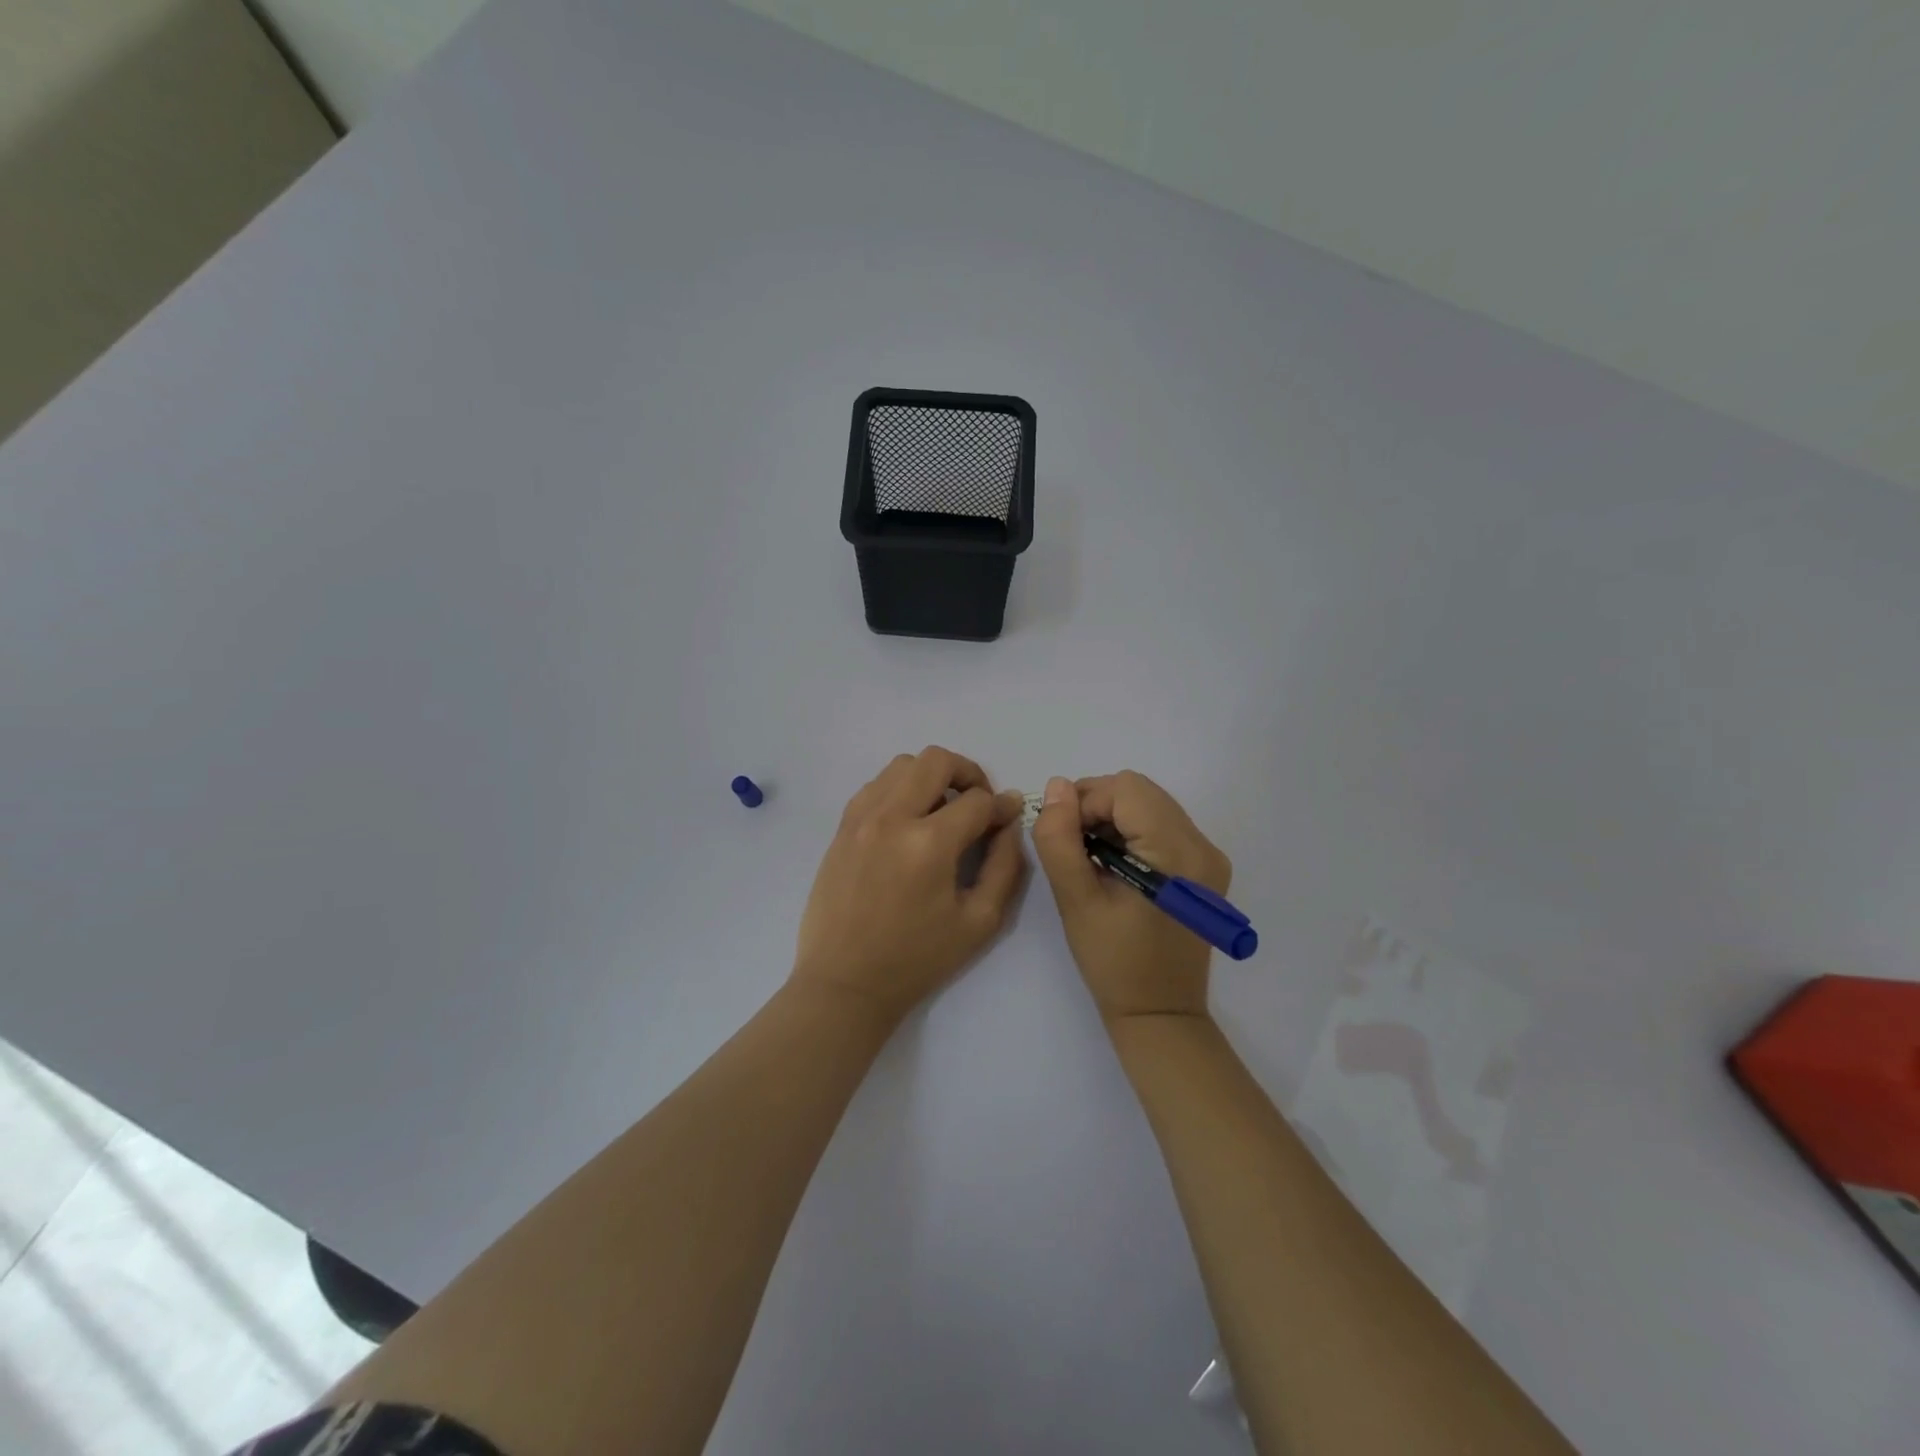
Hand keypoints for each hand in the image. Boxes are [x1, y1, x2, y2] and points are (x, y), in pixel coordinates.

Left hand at [793, 746, 1026, 1025]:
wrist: (845, 982)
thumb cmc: (917, 959)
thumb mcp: (980, 921)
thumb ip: (1006, 865)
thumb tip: (1009, 821)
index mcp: (929, 844)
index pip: (977, 801)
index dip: (1001, 806)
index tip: (1008, 817)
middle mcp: (892, 817)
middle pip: (936, 761)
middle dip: (968, 774)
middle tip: (978, 803)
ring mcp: (861, 818)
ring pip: (902, 764)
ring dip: (931, 777)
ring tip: (942, 810)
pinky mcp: (842, 827)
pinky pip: (875, 785)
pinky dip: (899, 788)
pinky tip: (908, 819)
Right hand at [1031, 771, 1231, 1023]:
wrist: (1160, 1013)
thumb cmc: (1114, 963)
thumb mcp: (1076, 901)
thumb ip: (1060, 840)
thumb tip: (1056, 787)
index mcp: (1177, 854)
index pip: (1126, 789)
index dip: (1086, 802)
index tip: (1063, 838)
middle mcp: (1203, 846)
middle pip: (1140, 791)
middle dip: (1098, 806)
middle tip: (1073, 846)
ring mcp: (1209, 857)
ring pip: (1150, 804)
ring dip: (1113, 818)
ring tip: (1092, 858)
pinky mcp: (1205, 867)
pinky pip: (1162, 824)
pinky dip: (1131, 831)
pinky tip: (1115, 865)